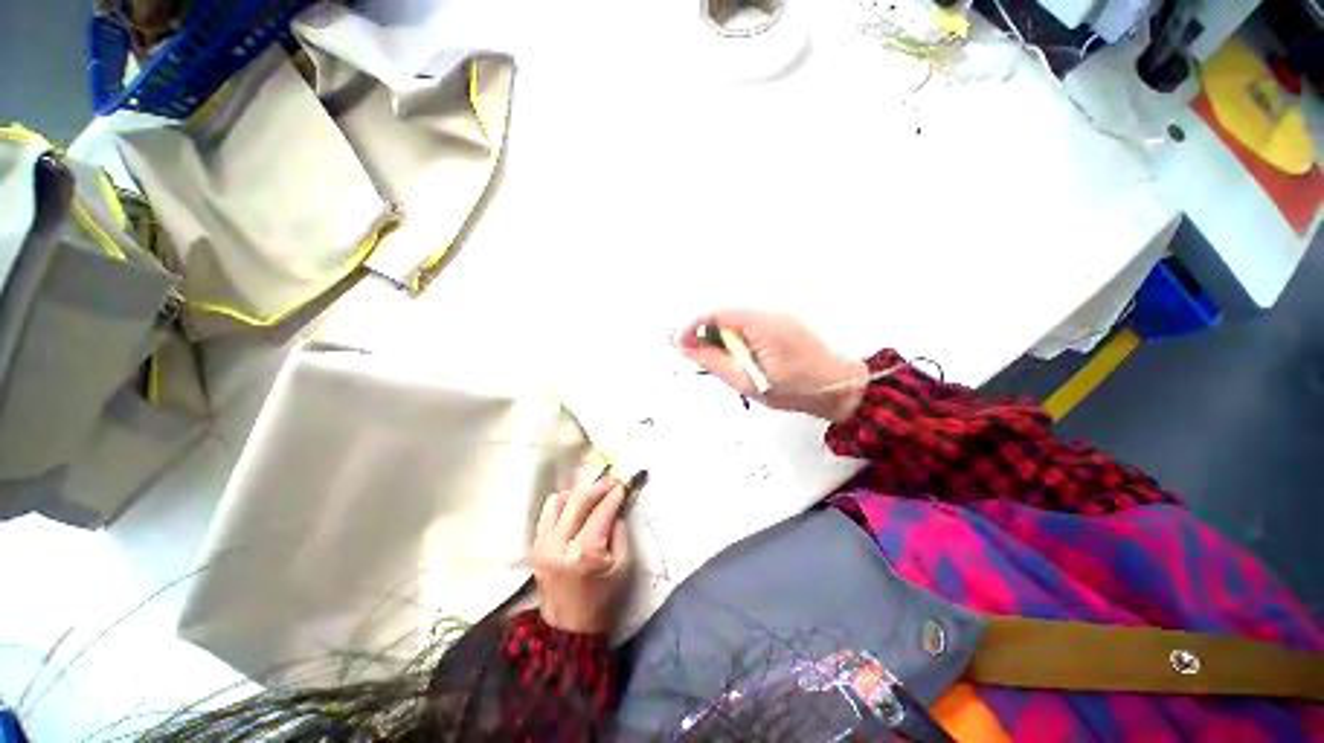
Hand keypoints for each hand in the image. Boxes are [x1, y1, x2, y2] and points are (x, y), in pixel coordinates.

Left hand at [532, 478, 632, 633]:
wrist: (569, 628)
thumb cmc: (603, 598)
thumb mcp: (623, 566)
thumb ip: (620, 531)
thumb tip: (615, 506)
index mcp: (584, 553)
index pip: (601, 512)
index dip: (613, 495)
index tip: (623, 485)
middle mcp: (559, 544)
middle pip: (578, 500)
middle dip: (597, 488)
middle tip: (611, 483)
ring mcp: (543, 544)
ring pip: (559, 501)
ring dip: (578, 494)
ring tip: (592, 498)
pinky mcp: (535, 546)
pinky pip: (547, 512)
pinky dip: (563, 504)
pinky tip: (575, 509)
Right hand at [677, 309, 867, 422]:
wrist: (838, 387)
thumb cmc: (797, 389)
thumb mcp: (748, 381)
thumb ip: (714, 362)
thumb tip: (687, 348)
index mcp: (762, 322)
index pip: (716, 312)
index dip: (692, 326)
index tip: (680, 345)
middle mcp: (769, 309)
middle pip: (722, 312)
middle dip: (704, 333)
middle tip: (696, 357)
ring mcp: (775, 313)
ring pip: (732, 319)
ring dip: (719, 337)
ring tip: (722, 362)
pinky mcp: (778, 320)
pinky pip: (745, 323)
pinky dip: (734, 338)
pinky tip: (738, 356)